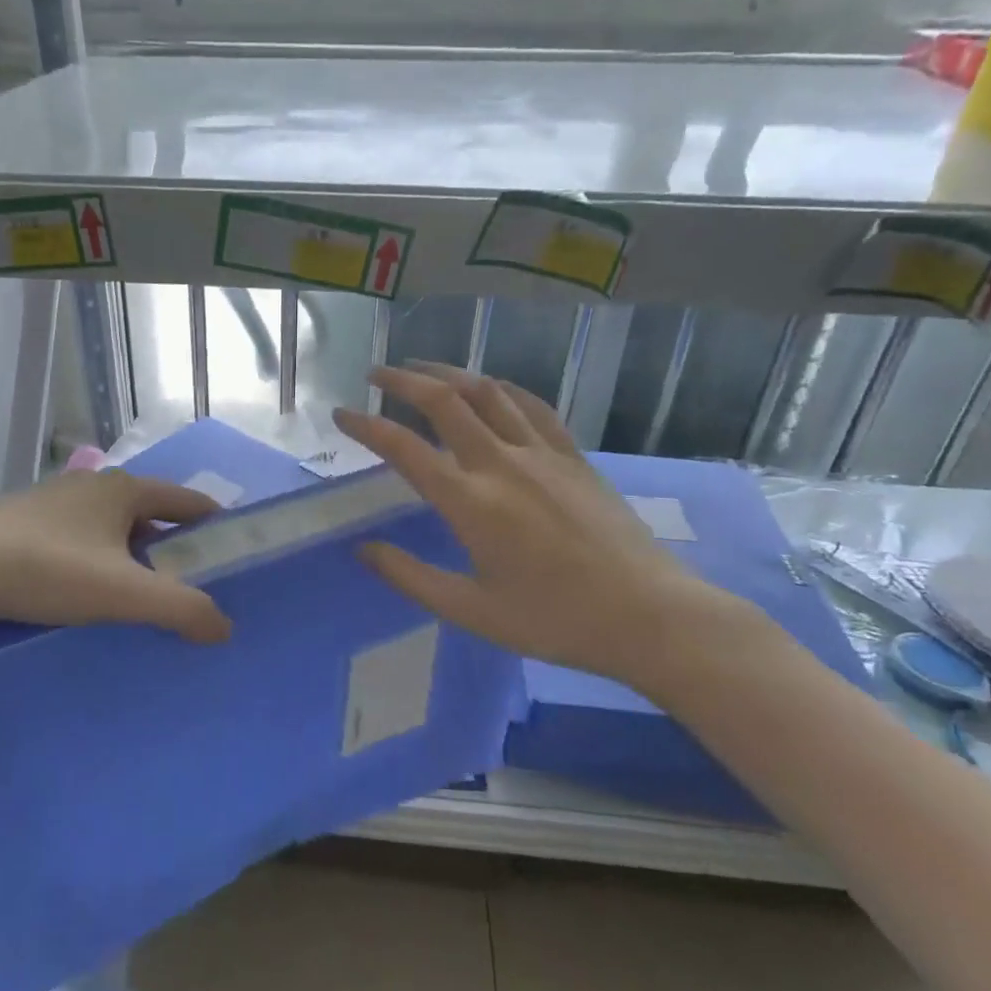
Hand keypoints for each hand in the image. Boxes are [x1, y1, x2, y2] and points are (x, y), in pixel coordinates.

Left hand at [0, 470, 234, 643]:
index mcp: (125, 490)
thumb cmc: (48, 570)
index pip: (188, 501)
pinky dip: (100, 557)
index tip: (231, 556)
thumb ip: (181, 609)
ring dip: (134, 554)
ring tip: (141, 594)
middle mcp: (94, 485)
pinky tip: (88, 589)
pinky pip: (82, 537)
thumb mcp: (123, 593)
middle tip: (189, 585)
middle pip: (152, 514)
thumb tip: (224, 628)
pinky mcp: (27, 521)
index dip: (214, 525)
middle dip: (173, 546)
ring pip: (114, 526)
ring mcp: (57, 500)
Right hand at [333, 364, 749, 694]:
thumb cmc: (554, 621)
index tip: (342, 414)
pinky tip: (490, 388)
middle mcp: (501, 463)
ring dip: (449, 373)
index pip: (404, 448)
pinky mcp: (573, 455)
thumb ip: (411, 577)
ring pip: (487, 392)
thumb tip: (363, 550)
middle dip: (403, 380)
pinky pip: (531, 406)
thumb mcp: (472, 611)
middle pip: (444, 401)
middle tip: (375, 373)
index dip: (366, 426)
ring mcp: (542, 453)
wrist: (649, 616)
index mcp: (470, 502)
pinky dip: (501, 389)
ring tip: (422, 369)